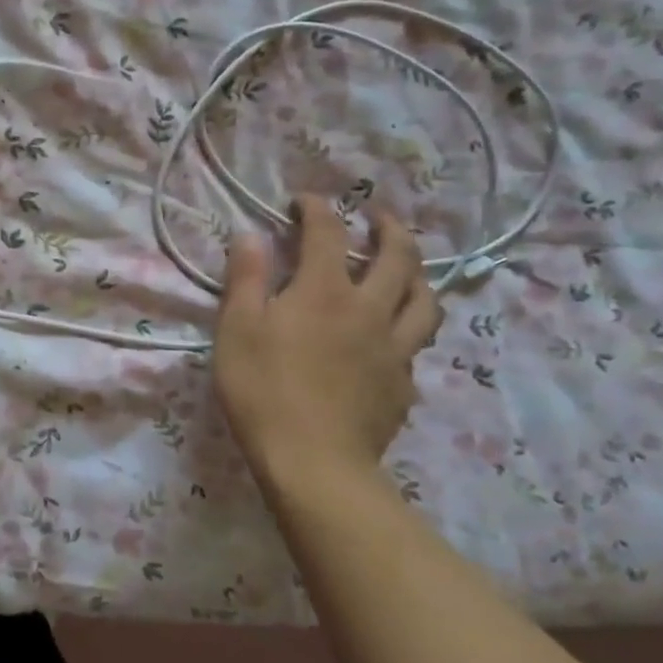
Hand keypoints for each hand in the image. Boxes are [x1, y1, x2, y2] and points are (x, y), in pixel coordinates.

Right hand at [213, 198, 441, 493]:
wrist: (314, 463)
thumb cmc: (264, 390)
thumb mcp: (237, 328)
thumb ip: (246, 278)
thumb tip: (250, 235)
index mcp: (325, 291)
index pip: (327, 232)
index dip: (317, 207)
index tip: (304, 199)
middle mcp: (369, 309)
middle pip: (398, 257)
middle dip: (389, 228)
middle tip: (379, 217)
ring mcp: (394, 348)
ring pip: (424, 299)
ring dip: (417, 273)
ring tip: (406, 268)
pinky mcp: (403, 384)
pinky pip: (416, 343)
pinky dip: (408, 324)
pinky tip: (393, 334)